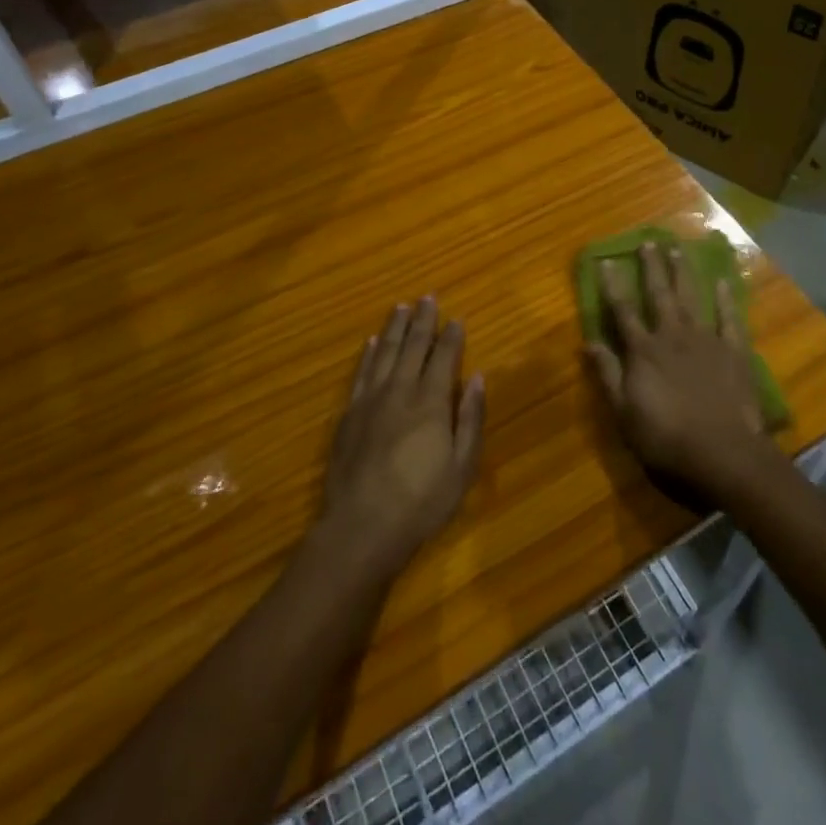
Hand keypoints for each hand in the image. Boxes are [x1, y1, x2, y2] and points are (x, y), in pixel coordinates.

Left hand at [317, 297, 485, 580]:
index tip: (456, 317)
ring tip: (400, 307)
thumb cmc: (421, 501)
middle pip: (412, 347)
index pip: (443, 358)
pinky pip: (360, 374)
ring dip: (394, 328)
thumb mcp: (461, 466)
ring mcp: (370, 401)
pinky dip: (367, 355)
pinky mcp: (349, 415)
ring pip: (383, 353)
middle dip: (422, 321)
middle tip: (427, 297)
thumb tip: (477, 378)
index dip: (451, 336)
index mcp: (430, 402)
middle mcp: (400, 391)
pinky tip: (370, 342)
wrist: (361, 527)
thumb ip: (470, 418)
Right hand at [584, 241, 777, 500]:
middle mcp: (673, 335)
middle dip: (652, 267)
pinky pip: (730, 318)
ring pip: (692, 297)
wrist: (723, 452)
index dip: (613, 285)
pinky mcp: (734, 351)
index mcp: (644, 351)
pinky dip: (726, 299)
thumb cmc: (667, 438)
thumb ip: (608, 375)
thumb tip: (588, 342)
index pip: (623, 311)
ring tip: (678, 249)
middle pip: (659, 294)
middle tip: (649, 241)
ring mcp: (706, 340)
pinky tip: (723, 281)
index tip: (607, 260)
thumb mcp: (625, 413)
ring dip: (683, 272)